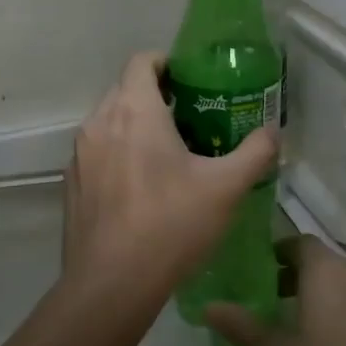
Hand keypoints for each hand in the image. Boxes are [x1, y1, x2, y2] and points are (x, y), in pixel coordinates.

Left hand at [61, 51, 278, 315]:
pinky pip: (97, 153)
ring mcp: (80, 154)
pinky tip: (140, 188)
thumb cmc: (171, 224)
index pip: (142, 61)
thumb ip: (255, 153)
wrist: (111, 284)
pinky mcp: (72, 183)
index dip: (166, 63)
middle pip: (125, 90)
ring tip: (167, 154)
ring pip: (109, 122)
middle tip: (189, 120)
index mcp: (134, 110)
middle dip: (155, 96)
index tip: (190, 82)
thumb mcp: (226, 189)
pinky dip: (117, 155)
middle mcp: (99, 122)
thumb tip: (273, 132)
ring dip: (134, 126)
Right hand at [206, 237, 345, 345]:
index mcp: (331, 273)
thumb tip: (209, 306)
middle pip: (328, 265)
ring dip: (330, 301)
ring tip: (307, 335)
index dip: (279, 253)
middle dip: (301, 280)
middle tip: (275, 305)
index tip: (260, 274)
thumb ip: (243, 328)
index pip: (301, 243)